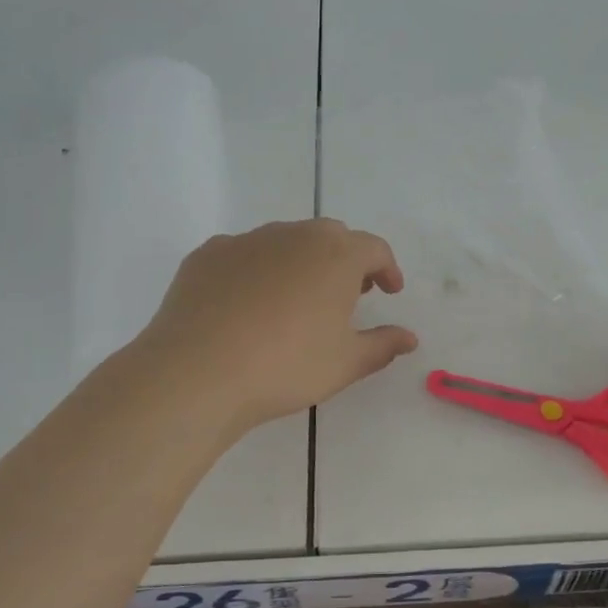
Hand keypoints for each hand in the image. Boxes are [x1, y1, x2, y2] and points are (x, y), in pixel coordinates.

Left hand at [138, 219, 418, 430]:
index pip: (374, 248)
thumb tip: (409, 338)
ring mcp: (246, 240)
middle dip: (346, 260)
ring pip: (285, 240)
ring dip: (302, 261)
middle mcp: (294, 235)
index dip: (387, 268)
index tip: (389, 291)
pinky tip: (249, 303)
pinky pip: (244, 254)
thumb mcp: (345, 363)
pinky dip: (257, 269)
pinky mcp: (207, 254)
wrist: (197, 372)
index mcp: (336, 255)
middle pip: (330, 236)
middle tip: (350, 293)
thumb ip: (383, 345)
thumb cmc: (286, 366)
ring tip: (298, 298)